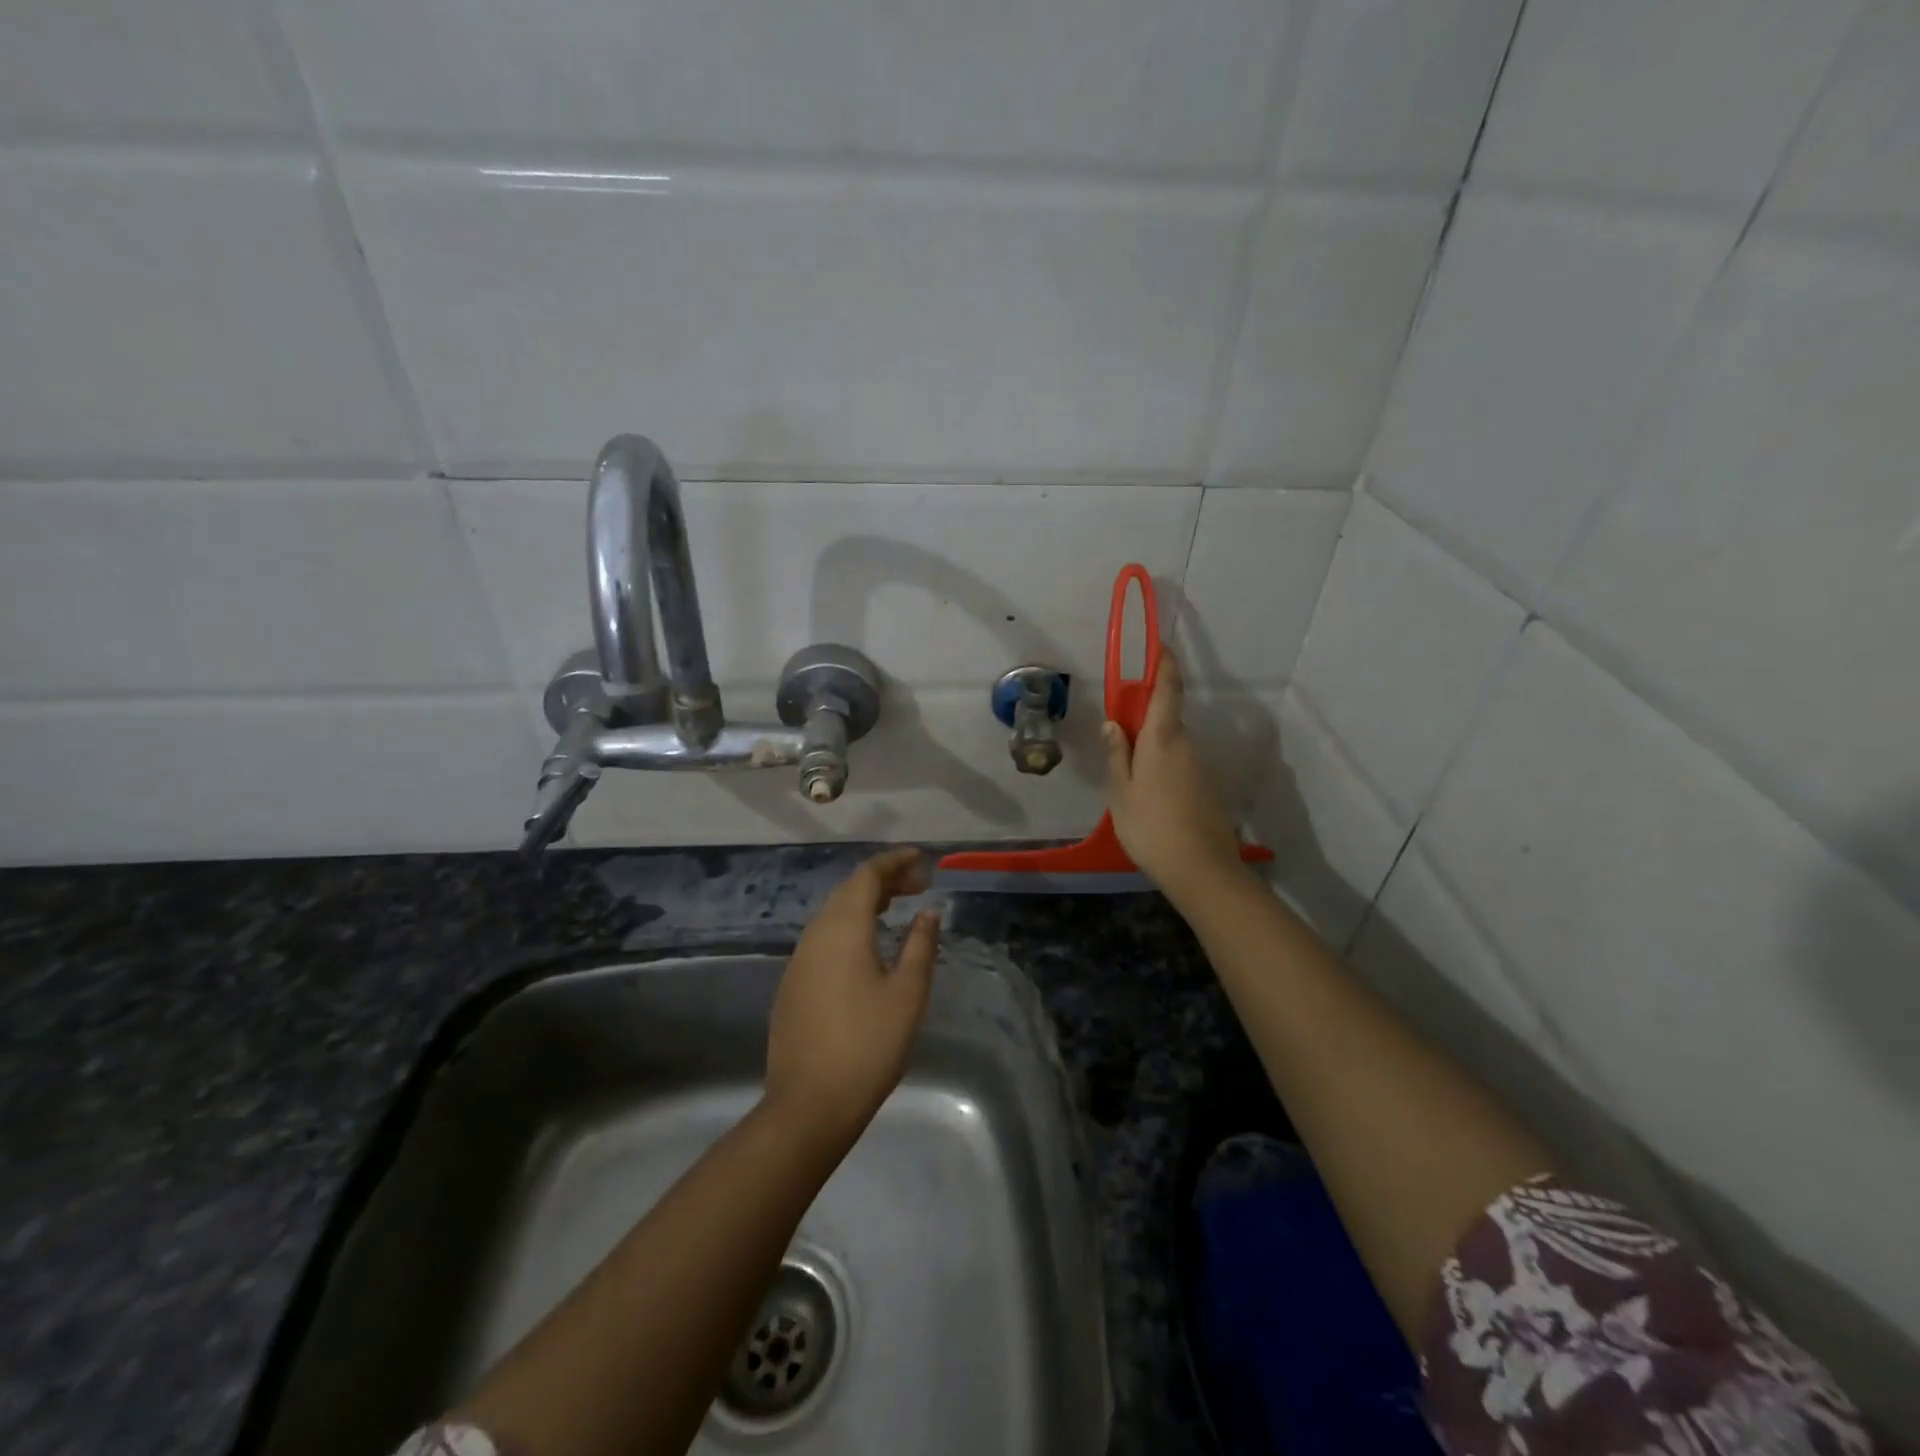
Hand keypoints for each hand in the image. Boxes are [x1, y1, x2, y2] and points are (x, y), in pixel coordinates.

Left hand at [765, 847, 940, 1141]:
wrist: (809, 1104)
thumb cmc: (868, 1044)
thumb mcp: (907, 993)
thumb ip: (920, 945)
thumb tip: (928, 912)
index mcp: (843, 928)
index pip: (867, 876)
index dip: (894, 862)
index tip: (921, 860)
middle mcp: (815, 934)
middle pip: (848, 890)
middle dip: (883, 880)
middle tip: (918, 885)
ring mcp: (799, 960)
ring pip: (833, 913)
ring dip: (865, 902)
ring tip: (897, 908)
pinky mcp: (793, 984)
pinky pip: (824, 936)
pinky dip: (850, 925)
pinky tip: (868, 945)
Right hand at [1103, 651, 1249, 908]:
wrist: (1202, 869)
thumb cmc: (1151, 827)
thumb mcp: (1120, 793)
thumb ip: (1116, 755)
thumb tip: (1113, 723)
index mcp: (1163, 739)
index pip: (1167, 689)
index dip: (1165, 664)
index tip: (1160, 646)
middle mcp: (1187, 745)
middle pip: (1167, 720)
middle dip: (1145, 721)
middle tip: (1119, 744)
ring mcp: (1201, 767)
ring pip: (1173, 746)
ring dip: (1153, 751)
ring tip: (1130, 784)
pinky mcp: (1208, 788)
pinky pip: (1181, 766)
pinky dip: (1164, 771)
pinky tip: (1151, 801)